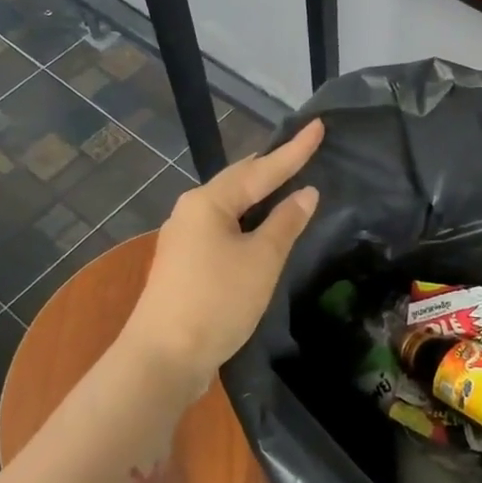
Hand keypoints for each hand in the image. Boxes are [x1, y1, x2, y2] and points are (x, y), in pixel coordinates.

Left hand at [121, 120, 324, 390]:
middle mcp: (191, 211)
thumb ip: (285, 223)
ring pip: (229, 206)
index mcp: (208, 202)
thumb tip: (306, 193)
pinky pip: (223, 228)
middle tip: (301, 151)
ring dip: (258, 195)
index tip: (318, 125)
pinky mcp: (185, 264)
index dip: (295, 150)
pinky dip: (247, 221)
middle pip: (239, 181)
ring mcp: (184, 238)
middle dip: (271, 166)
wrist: (163, 357)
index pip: (262, 168)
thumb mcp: (261, 260)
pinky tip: (260, 228)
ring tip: (285, 182)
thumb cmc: (217, 301)